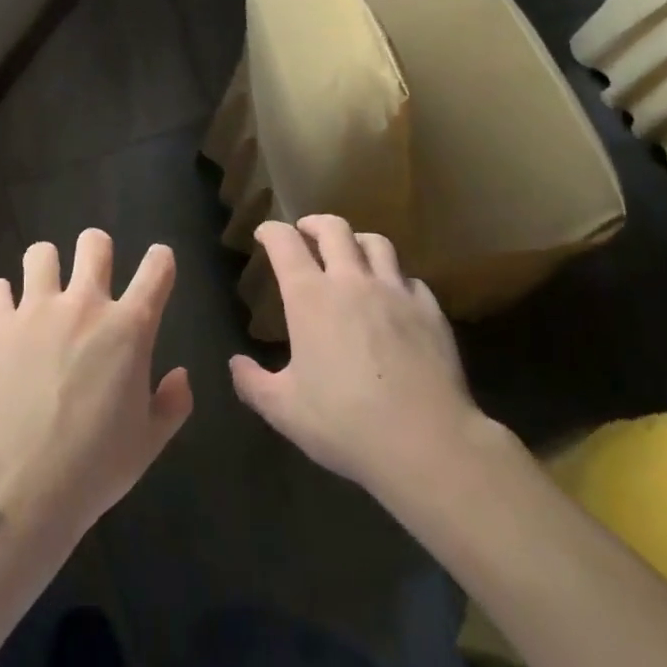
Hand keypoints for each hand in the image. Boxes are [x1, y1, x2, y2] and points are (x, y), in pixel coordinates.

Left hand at [0, 230, 192, 544]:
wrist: (24, 483)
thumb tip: (179, 374)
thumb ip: (173, 403)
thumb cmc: (96, 465)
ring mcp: (37, 310)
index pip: (157, 268)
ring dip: (46, 268)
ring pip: (40, 253)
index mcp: (129, 328)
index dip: (161, 260)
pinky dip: (1, 299)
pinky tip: (6, 318)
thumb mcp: (150, 441)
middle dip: (98, 251)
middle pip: (94, 243)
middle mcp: (85, 305)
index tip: (158, 266)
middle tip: (93, 277)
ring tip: (45, 292)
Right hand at [229, 216, 501, 508]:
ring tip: (351, 252)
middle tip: (306, 232)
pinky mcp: (430, 311)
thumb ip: (253, 383)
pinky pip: (411, 279)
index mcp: (310, 297)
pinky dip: (395, 278)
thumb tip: (236, 364)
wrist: (427, 442)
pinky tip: (394, 296)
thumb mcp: (284, 410)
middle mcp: (352, 281)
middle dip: (314, 223)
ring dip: (357, 240)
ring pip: (377, 243)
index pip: (284, 243)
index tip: (264, 233)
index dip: (270, 231)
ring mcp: (396, 293)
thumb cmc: (345, 423)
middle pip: (333, 229)